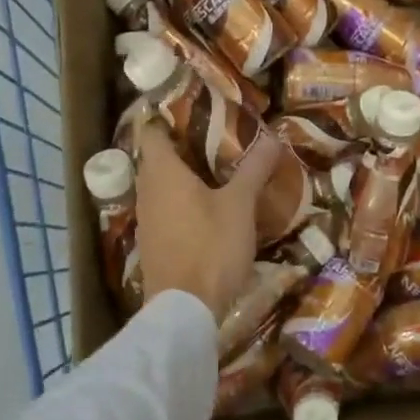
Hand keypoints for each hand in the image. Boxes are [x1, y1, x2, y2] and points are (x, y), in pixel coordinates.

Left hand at [135, 123, 277, 323]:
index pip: (152, 131)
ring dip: (183, 177)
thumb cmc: (211, 246)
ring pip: (160, 185)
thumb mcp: (240, 204)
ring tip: (216, 171)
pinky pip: (164, 209)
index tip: (196, 110)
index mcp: (163, 172)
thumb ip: (254, 168)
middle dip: (183, 146)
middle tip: (216, 139)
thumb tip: (272, 136)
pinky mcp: (153, 243)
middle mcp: (146, 191)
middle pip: (157, 158)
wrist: (184, 309)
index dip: (169, 117)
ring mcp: (146, 220)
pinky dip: (181, 202)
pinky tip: (207, 210)